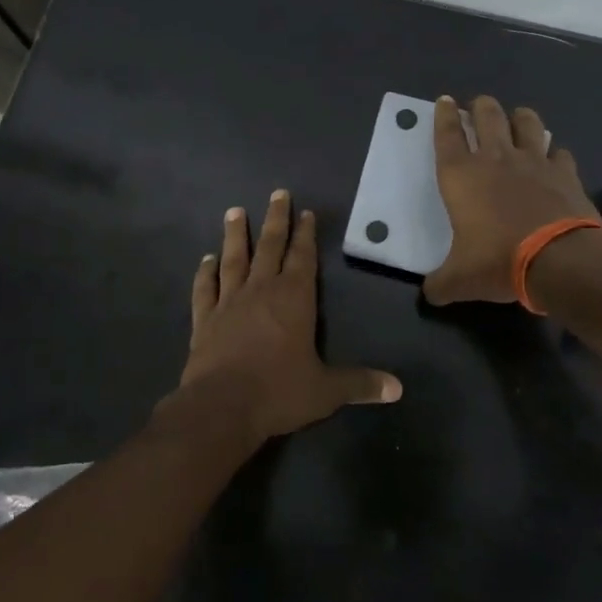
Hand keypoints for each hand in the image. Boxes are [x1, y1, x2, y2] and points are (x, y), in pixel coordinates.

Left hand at [168, 189, 400, 442]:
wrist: (221, 408)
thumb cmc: (278, 392)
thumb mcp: (326, 390)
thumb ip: (360, 384)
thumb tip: (397, 388)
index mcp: (294, 299)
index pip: (302, 258)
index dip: (305, 234)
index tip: (306, 212)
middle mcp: (261, 291)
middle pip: (269, 247)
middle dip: (275, 220)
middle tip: (277, 193)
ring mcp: (229, 303)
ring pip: (234, 260)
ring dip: (235, 235)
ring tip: (234, 211)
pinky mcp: (204, 320)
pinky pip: (205, 289)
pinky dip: (205, 273)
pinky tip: (206, 260)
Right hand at [423, 95, 599, 304]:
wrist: (559, 259)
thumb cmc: (498, 261)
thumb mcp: (459, 280)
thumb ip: (440, 284)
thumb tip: (429, 295)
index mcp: (461, 176)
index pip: (447, 135)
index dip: (444, 116)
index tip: (444, 100)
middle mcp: (495, 159)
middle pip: (487, 116)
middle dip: (481, 106)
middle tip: (478, 104)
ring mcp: (534, 162)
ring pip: (527, 123)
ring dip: (520, 117)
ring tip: (518, 117)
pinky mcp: (565, 173)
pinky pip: (560, 152)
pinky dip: (555, 152)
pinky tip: (554, 159)